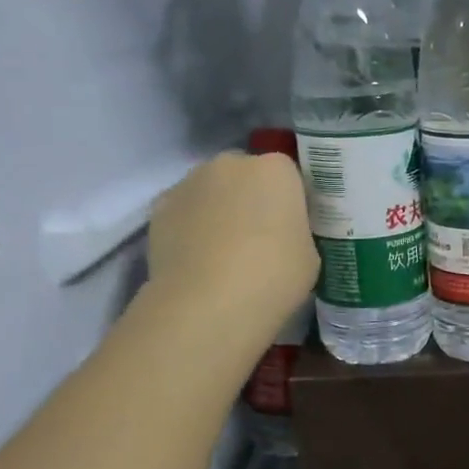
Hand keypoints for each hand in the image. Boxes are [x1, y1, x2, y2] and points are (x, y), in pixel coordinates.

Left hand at [146, 152, 316, 329]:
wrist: (207, 305)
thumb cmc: (273, 277)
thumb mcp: (310, 256)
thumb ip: (297, 233)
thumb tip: (282, 235)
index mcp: (276, 170)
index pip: (288, 175)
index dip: (290, 201)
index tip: (292, 228)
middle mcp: (231, 163)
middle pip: (246, 175)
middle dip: (252, 197)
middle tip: (259, 238)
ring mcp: (189, 182)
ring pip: (211, 190)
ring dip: (219, 209)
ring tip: (223, 252)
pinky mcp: (159, 206)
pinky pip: (184, 210)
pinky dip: (190, 226)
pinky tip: (197, 258)